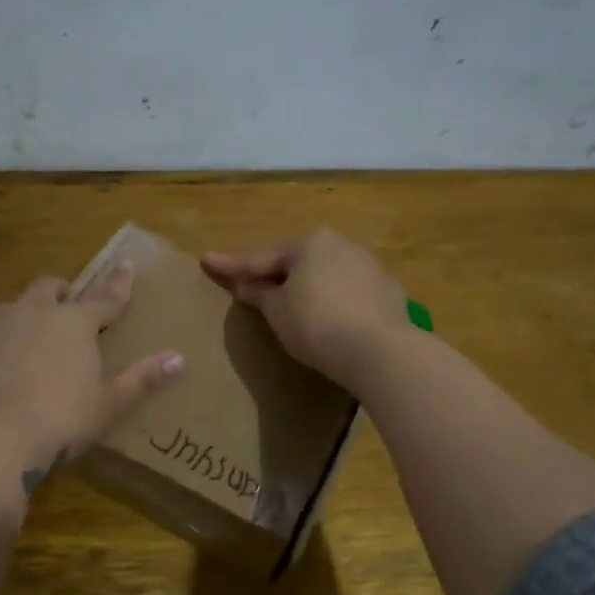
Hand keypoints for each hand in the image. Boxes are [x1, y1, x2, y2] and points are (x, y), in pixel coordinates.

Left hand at [0, 265, 184, 478]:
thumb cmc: (60, 420)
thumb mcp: (108, 404)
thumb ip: (142, 379)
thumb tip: (179, 359)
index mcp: (75, 323)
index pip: (105, 297)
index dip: (119, 284)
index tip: (127, 266)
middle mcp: (34, 311)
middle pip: (50, 288)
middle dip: (62, 294)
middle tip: (67, 309)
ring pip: (13, 306)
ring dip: (25, 315)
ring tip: (28, 342)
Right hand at [202, 229, 412, 391]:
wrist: (379, 350)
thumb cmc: (316, 325)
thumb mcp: (277, 311)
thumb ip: (259, 294)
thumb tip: (245, 285)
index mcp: (308, 244)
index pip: (260, 257)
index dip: (231, 265)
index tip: (206, 260)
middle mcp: (340, 245)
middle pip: (297, 260)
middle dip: (274, 272)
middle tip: (251, 282)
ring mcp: (369, 266)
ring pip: (327, 273)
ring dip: (308, 284)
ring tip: (293, 300)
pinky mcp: (388, 291)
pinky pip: (350, 291)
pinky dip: (334, 299)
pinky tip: (330, 314)